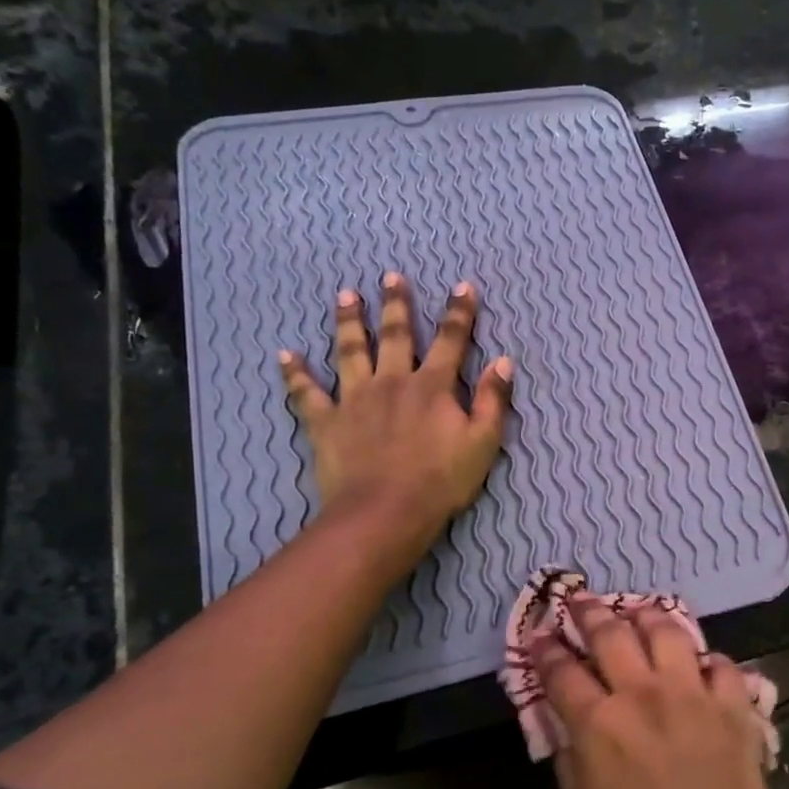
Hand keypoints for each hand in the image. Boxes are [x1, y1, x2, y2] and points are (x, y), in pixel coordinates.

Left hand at [279, 273, 511, 564]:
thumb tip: (503, 361)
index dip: (459, 313)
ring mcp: (355, 399)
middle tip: (390, 276)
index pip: (450, 340)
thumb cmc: (441, 481)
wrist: (386, 513)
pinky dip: (295, 374)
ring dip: (348, 322)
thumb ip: (492, 400)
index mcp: (432, 386)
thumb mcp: (483, 443)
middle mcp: (392, 382)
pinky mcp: (326, 422)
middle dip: (396, 304)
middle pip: (395, 335)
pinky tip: (285, 355)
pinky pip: (306, 393)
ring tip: (345, 296)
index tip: (462, 286)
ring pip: (350, 351)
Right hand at [538, 601, 788, 788]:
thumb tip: (566, 723)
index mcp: (598, 725)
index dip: (545, 649)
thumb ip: (570, 760)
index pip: (561, 672)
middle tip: (579, 599)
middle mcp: (643, 695)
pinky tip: (700, 665)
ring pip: (666, 631)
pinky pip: (720, 664)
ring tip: (637, 611)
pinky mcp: (733, 706)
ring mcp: (692, 695)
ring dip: (646, 615)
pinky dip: (707, 660)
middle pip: (610, 634)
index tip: (539, 635)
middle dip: (588, 611)